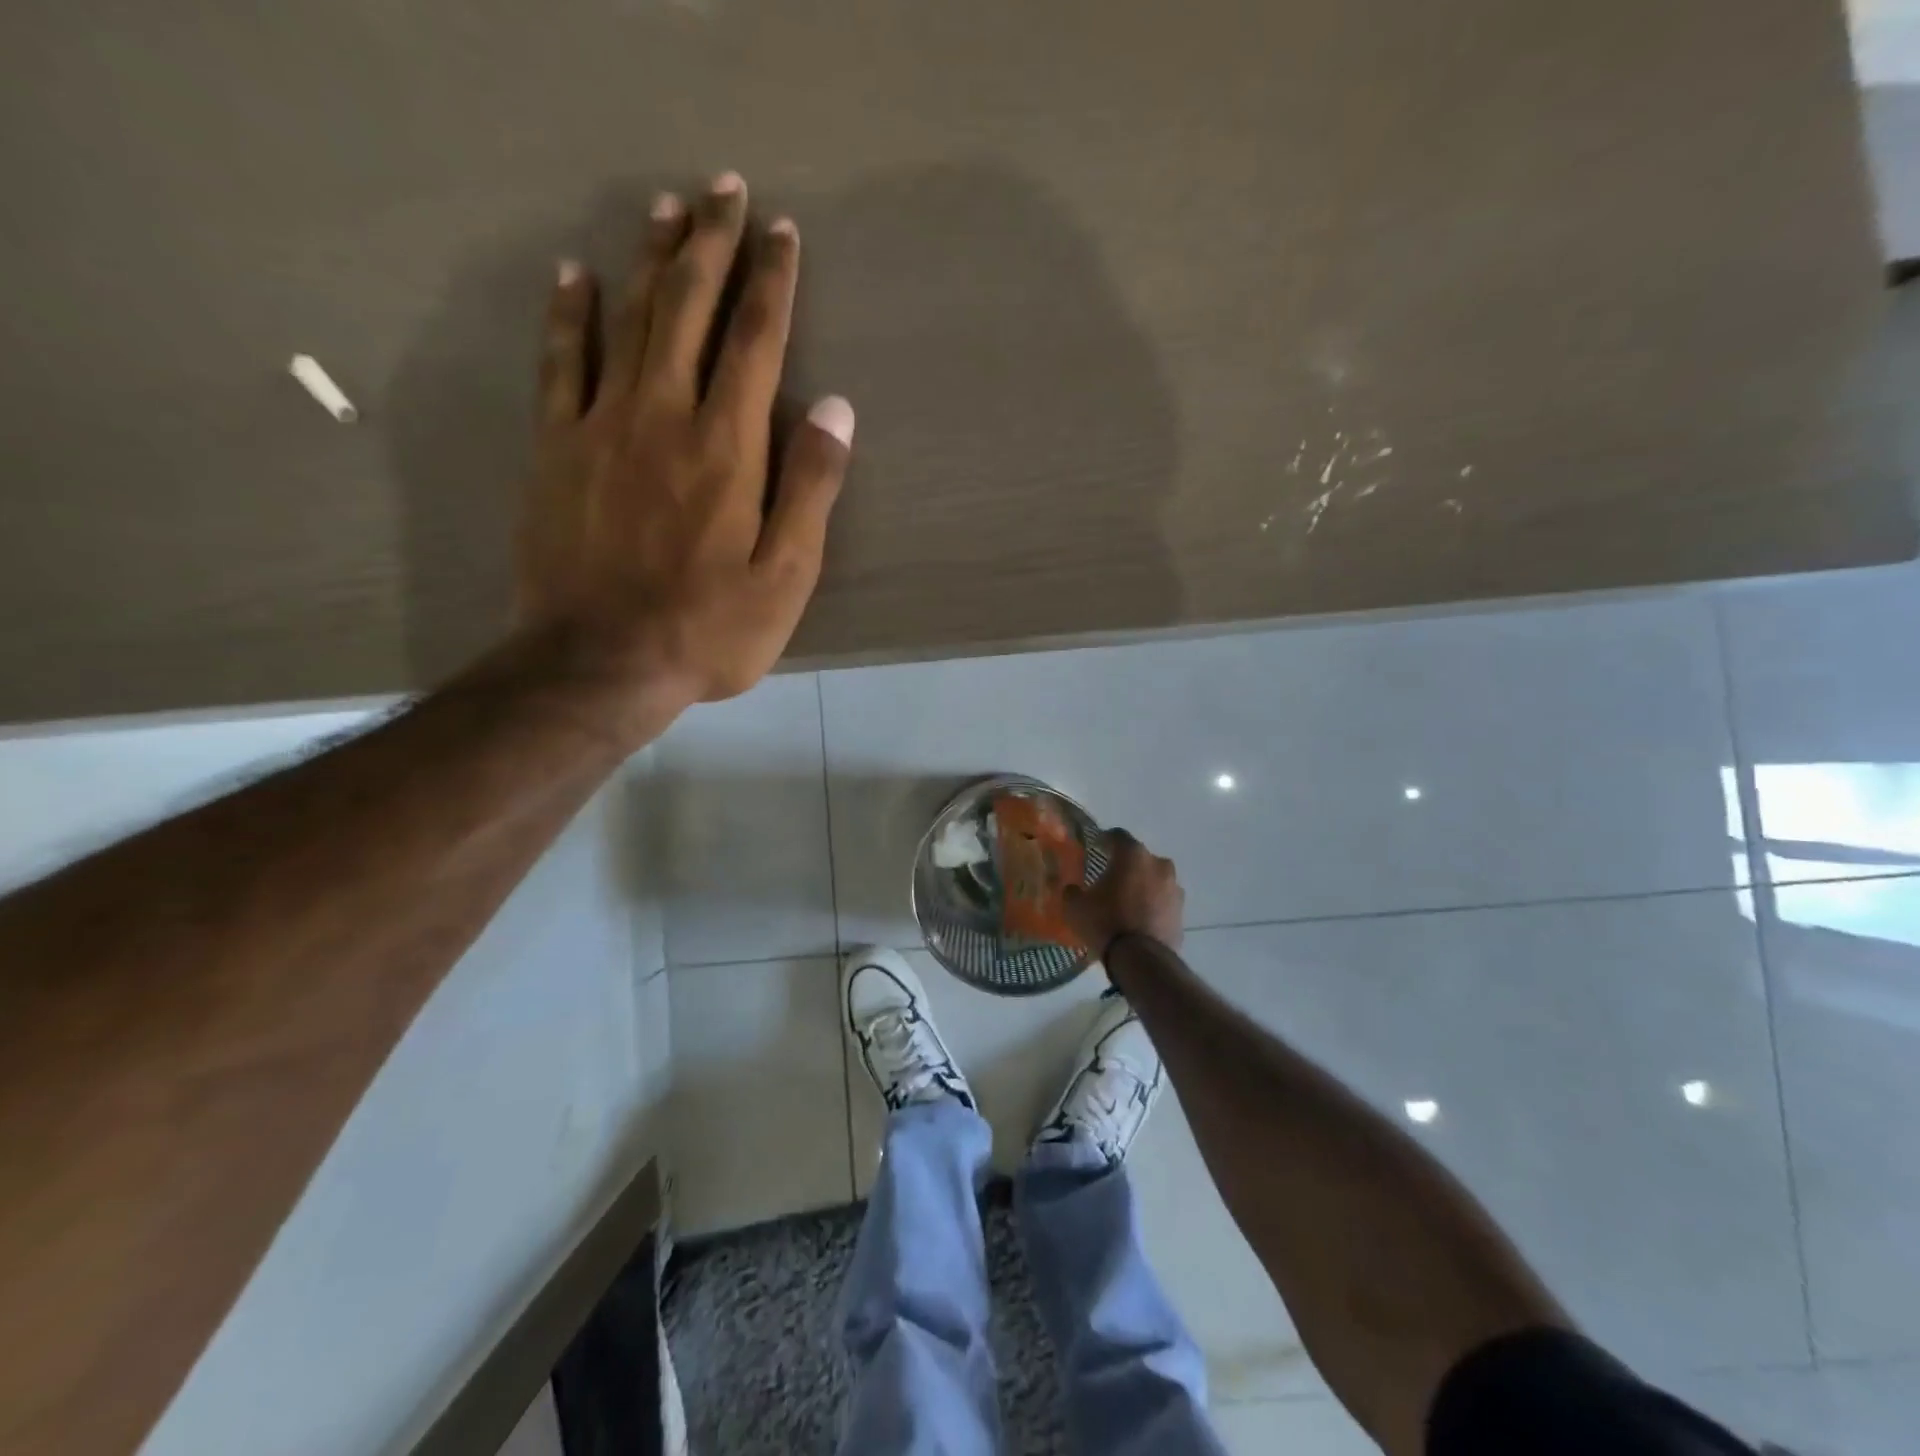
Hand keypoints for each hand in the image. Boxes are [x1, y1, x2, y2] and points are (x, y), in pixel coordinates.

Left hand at [519, 172, 851, 713]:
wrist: (599, 663)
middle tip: (723, 188)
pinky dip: (569, 314)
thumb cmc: (708, 629)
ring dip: (648, 258)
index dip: (772, 283)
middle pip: (687, 309)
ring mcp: (601, 426)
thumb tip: (836, 410)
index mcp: (728, 448)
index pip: (755, 343)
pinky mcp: (556, 449)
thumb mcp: (786, 576)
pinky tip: (574, 275)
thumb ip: (810, 490)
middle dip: (710, 245)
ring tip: (665, 207)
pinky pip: (561, 363)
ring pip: (627, 320)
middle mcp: (664, 415)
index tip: (781, 232)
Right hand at [1064, 829, 1184, 956]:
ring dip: (1142, 885)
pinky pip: (1162, 901)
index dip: (1105, 840)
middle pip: (1139, 858)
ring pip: (1154, 879)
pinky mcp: (1182, 912)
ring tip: (1126, 901)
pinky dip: (1152, 905)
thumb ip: (1072, 891)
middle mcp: (1158, 864)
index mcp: (1132, 855)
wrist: (1141, 960)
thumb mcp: (1075, 907)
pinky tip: (1139, 918)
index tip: (1096, 848)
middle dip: (1125, 865)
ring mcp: (1174, 888)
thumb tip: (1072, 889)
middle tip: (1109, 878)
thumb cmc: (1105, 922)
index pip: (1117, 836)